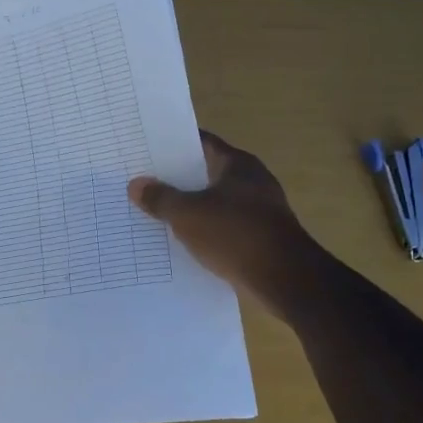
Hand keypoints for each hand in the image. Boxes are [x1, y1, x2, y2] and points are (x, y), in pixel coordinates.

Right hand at [128, 132, 312, 312]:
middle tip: (143, 182)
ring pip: (215, 201)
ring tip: (155, 212)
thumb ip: (161, 198)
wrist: (286, 279)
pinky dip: (205, 230)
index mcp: (237, 164)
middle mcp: (252, 180)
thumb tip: (136, 184)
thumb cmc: (235, 235)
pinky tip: (183, 241)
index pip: (201, 143)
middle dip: (177, 178)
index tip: (146, 149)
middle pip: (207, 172)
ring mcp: (260, 209)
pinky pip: (225, 226)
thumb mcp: (188, 215)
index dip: (173, 145)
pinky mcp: (261, 236)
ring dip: (190, 207)